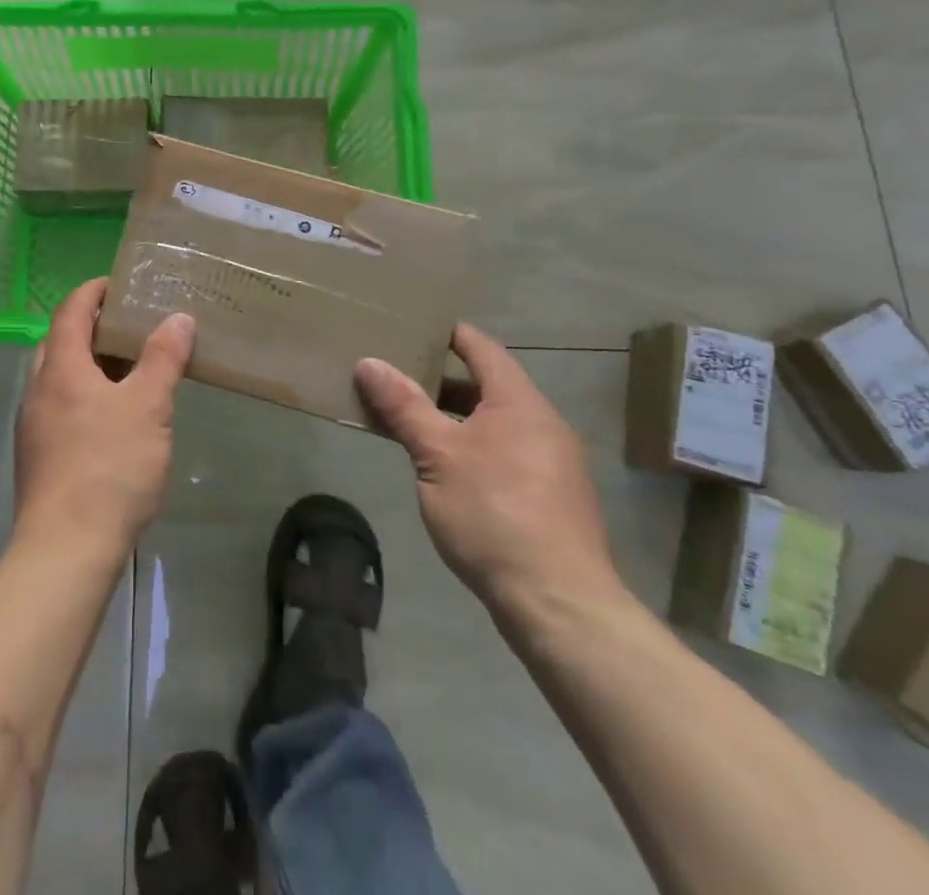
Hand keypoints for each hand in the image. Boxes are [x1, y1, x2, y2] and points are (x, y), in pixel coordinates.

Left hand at [13, 279, 195, 560]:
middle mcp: (38, 390)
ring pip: (58, 378)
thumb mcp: (148, 407)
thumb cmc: (110, 467)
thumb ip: (163, 359)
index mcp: (61, 369)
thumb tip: (178, 318)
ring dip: (88, 365)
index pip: (70, 311)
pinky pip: (59, 408)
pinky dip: (84, 396)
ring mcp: (32, 426)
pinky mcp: (37, 458)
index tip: (118, 284)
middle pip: (60, 342)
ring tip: (128, 371)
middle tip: (129, 327)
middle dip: (91, 328)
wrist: (65, 550)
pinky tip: (112, 420)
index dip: (92, 292)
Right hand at [356, 324, 621, 621]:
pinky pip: (503, 451)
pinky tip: (441, 467)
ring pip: (493, 422)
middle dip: (439, 380)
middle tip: (394, 375)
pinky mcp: (549, 497)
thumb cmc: (493, 513)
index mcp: (519, 402)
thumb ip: (404, 406)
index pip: (481, 347)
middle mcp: (542, 423)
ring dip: (452, 417)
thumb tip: (369, 362)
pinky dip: (470, 445)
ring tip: (408, 420)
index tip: (409, 326)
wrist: (559, 603)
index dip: (446, 333)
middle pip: (486, 385)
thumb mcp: (436, 455)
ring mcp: (551, 462)